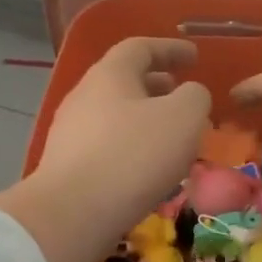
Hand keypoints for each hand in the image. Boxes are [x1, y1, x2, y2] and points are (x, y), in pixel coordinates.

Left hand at [0, 39, 209, 261]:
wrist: (73, 213)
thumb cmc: (135, 155)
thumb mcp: (184, 117)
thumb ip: (195, 97)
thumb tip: (190, 94)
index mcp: (110, 74)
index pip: (140, 48)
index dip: (170, 49)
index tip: (194, 57)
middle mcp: (84, 96)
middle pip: (123, 81)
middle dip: (156, 85)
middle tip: (182, 94)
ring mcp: (70, 132)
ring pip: (115, 115)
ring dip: (145, 118)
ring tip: (171, 136)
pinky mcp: (67, 166)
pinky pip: (106, 145)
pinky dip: (131, 146)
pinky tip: (147, 168)